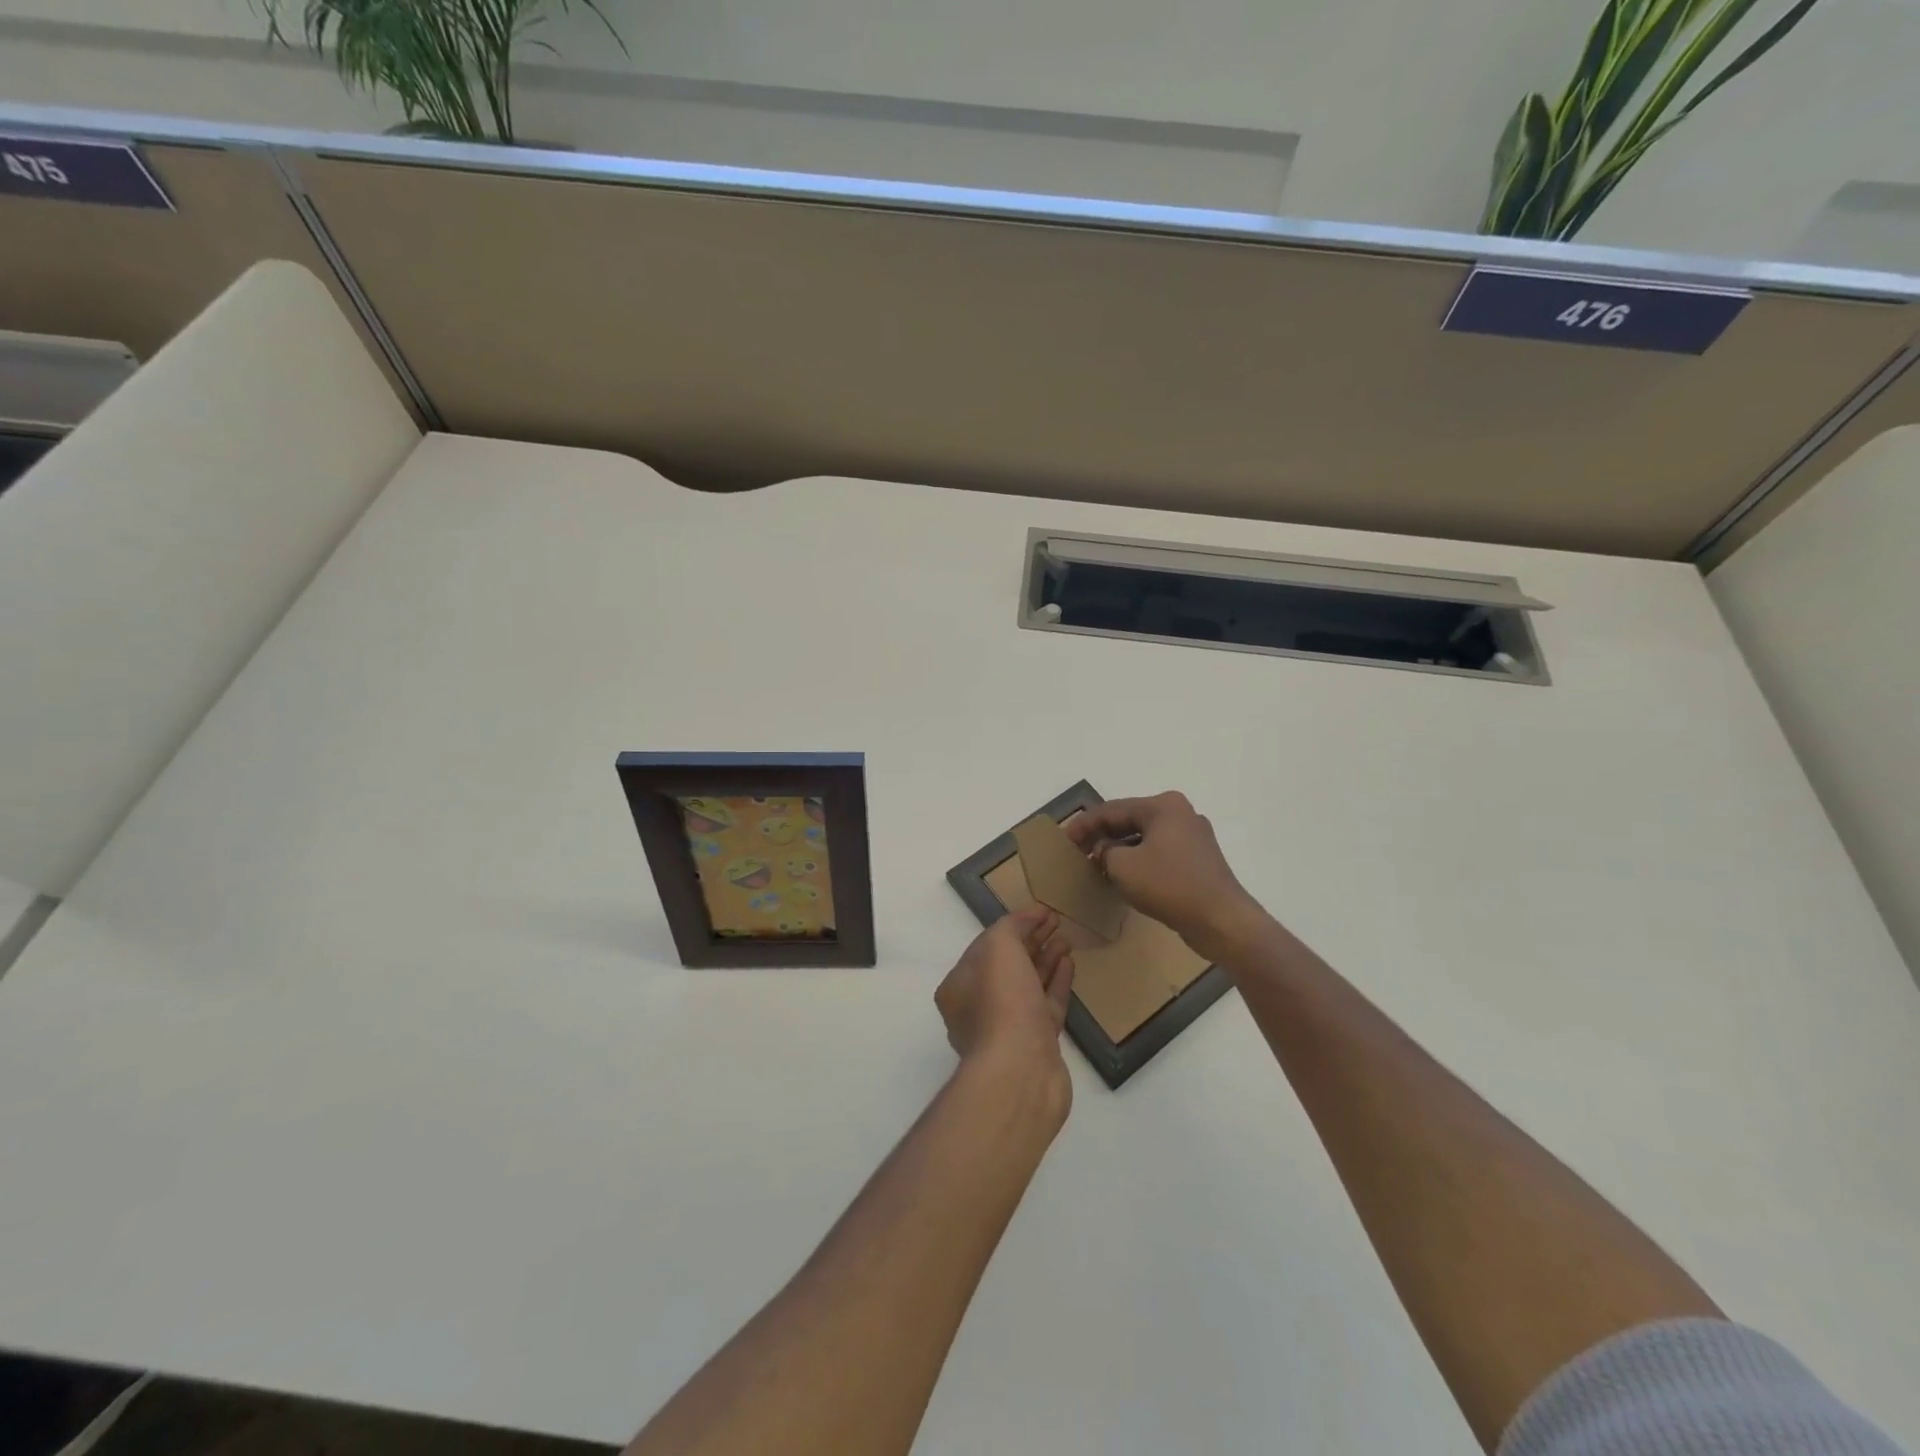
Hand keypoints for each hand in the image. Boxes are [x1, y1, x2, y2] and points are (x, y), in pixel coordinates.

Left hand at [935, 904, 1074, 1078]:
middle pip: (1008, 965)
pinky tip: (1070, 964)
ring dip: (1046, 959)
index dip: (1014, 926)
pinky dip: (1056, 983)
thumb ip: (1011, 927)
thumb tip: (1030, 917)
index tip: (1041, 912)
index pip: (986, 946)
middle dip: (1031, 941)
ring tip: (1067, 938)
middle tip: (1057, 921)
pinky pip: (1046, 1006)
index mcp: (959, 986)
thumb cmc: (1001, 1002)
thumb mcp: (998, 947)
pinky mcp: (1036, 1045)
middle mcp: (978, 1008)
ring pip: (1028, 985)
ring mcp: (1008, 1028)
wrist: (1021, 1071)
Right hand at [1065, 792, 1269, 962]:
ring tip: (1095, 864)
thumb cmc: (1169, 885)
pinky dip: (1138, 860)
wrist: (1221, 921)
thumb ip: (1104, 850)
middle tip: (1077, 851)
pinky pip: (1158, 852)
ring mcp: (1192, 836)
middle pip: (1129, 820)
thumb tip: (1104, 850)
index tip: (1063, 840)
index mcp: (1163, 806)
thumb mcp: (1123, 866)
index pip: (1111, 809)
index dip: (1083, 825)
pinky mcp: (1198, 859)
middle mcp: (1180, 813)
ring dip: (1119, 849)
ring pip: (1144, 837)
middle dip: (1101, 835)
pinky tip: (1123, 875)